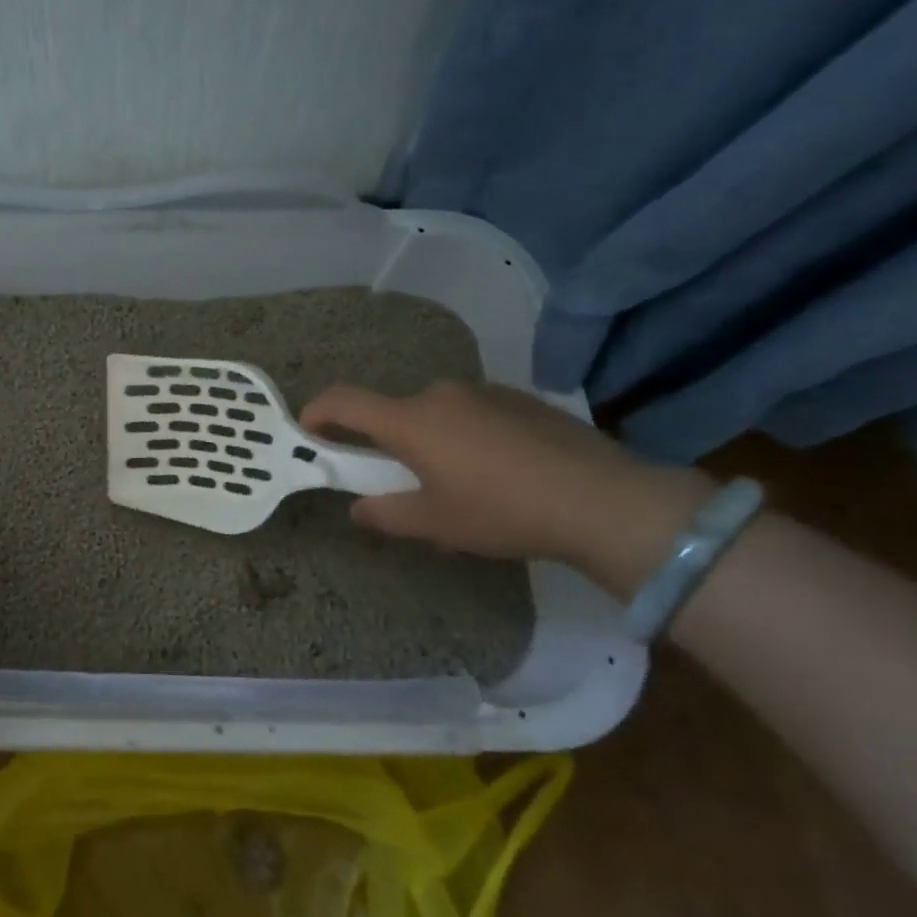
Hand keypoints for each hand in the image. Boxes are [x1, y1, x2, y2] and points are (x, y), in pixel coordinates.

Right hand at [300, 380, 709, 590]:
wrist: (607, 501)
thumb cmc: (503, 512)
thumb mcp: (436, 524)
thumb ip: (386, 514)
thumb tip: (358, 509)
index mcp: (410, 420)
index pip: (344, 400)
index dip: (317, 412)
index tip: (309, 432)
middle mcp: (440, 394)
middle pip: (395, 411)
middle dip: (388, 441)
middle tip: (404, 481)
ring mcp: (485, 391)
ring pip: (437, 412)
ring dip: (432, 438)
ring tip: (463, 482)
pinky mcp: (522, 399)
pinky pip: (475, 412)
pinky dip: (470, 435)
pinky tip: (503, 471)